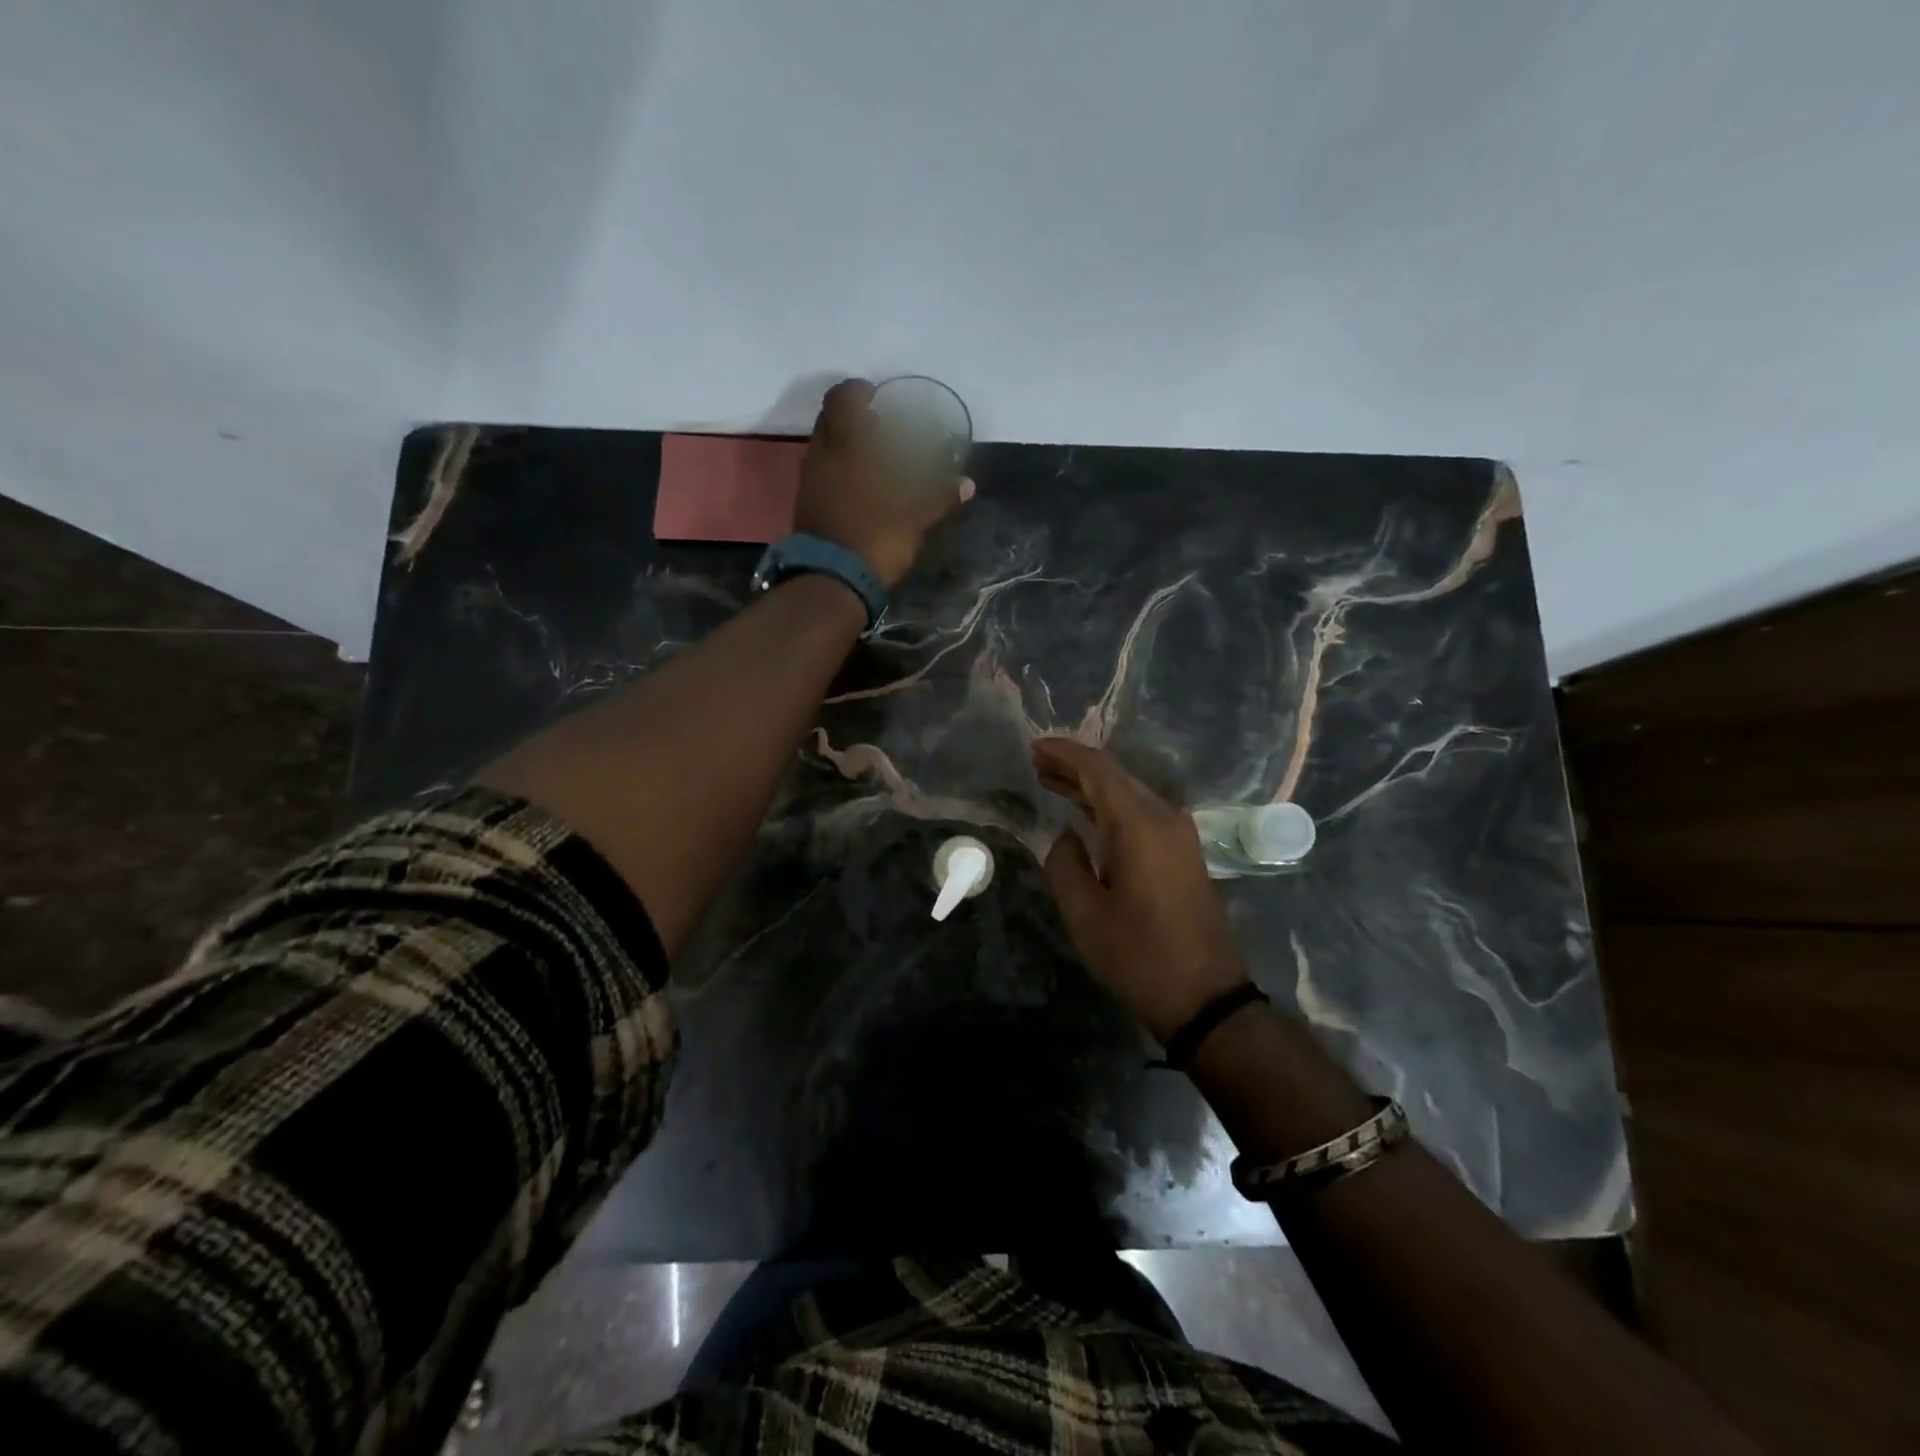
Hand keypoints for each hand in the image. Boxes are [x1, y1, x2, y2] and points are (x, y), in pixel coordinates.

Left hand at [793, 378, 975, 589]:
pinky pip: (820, 474)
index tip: (877, 398)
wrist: (830, 581)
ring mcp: (808, 481)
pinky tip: (859, 489)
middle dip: (851, 418)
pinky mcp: (804, 506)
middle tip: (877, 429)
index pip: (843, 397)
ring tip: (872, 461)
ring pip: (824, 447)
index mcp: (847, 444)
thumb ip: (940, 497)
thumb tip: (969, 485)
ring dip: (844, 447)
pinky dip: (837, 472)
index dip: (858, 391)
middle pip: (829, 419)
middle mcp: (821, 454)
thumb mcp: (915, 517)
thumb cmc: (875, 537)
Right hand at [1034, 738, 1251, 1043]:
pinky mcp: (1182, 852)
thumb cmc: (1138, 954)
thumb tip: (1065, 837)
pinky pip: (1141, 813)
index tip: (1034, 746)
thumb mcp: (1084, 911)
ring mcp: (1179, 834)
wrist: (1205, 995)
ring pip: (1129, 793)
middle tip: (1036, 761)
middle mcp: (1164, 817)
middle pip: (1116, 776)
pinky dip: (1109, 806)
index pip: (1098, 769)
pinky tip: (1085, 812)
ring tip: (1051, 780)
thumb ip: (1064, 862)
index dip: (1064, 753)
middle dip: (1075, 766)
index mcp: (1139, 823)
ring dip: (1091, 786)